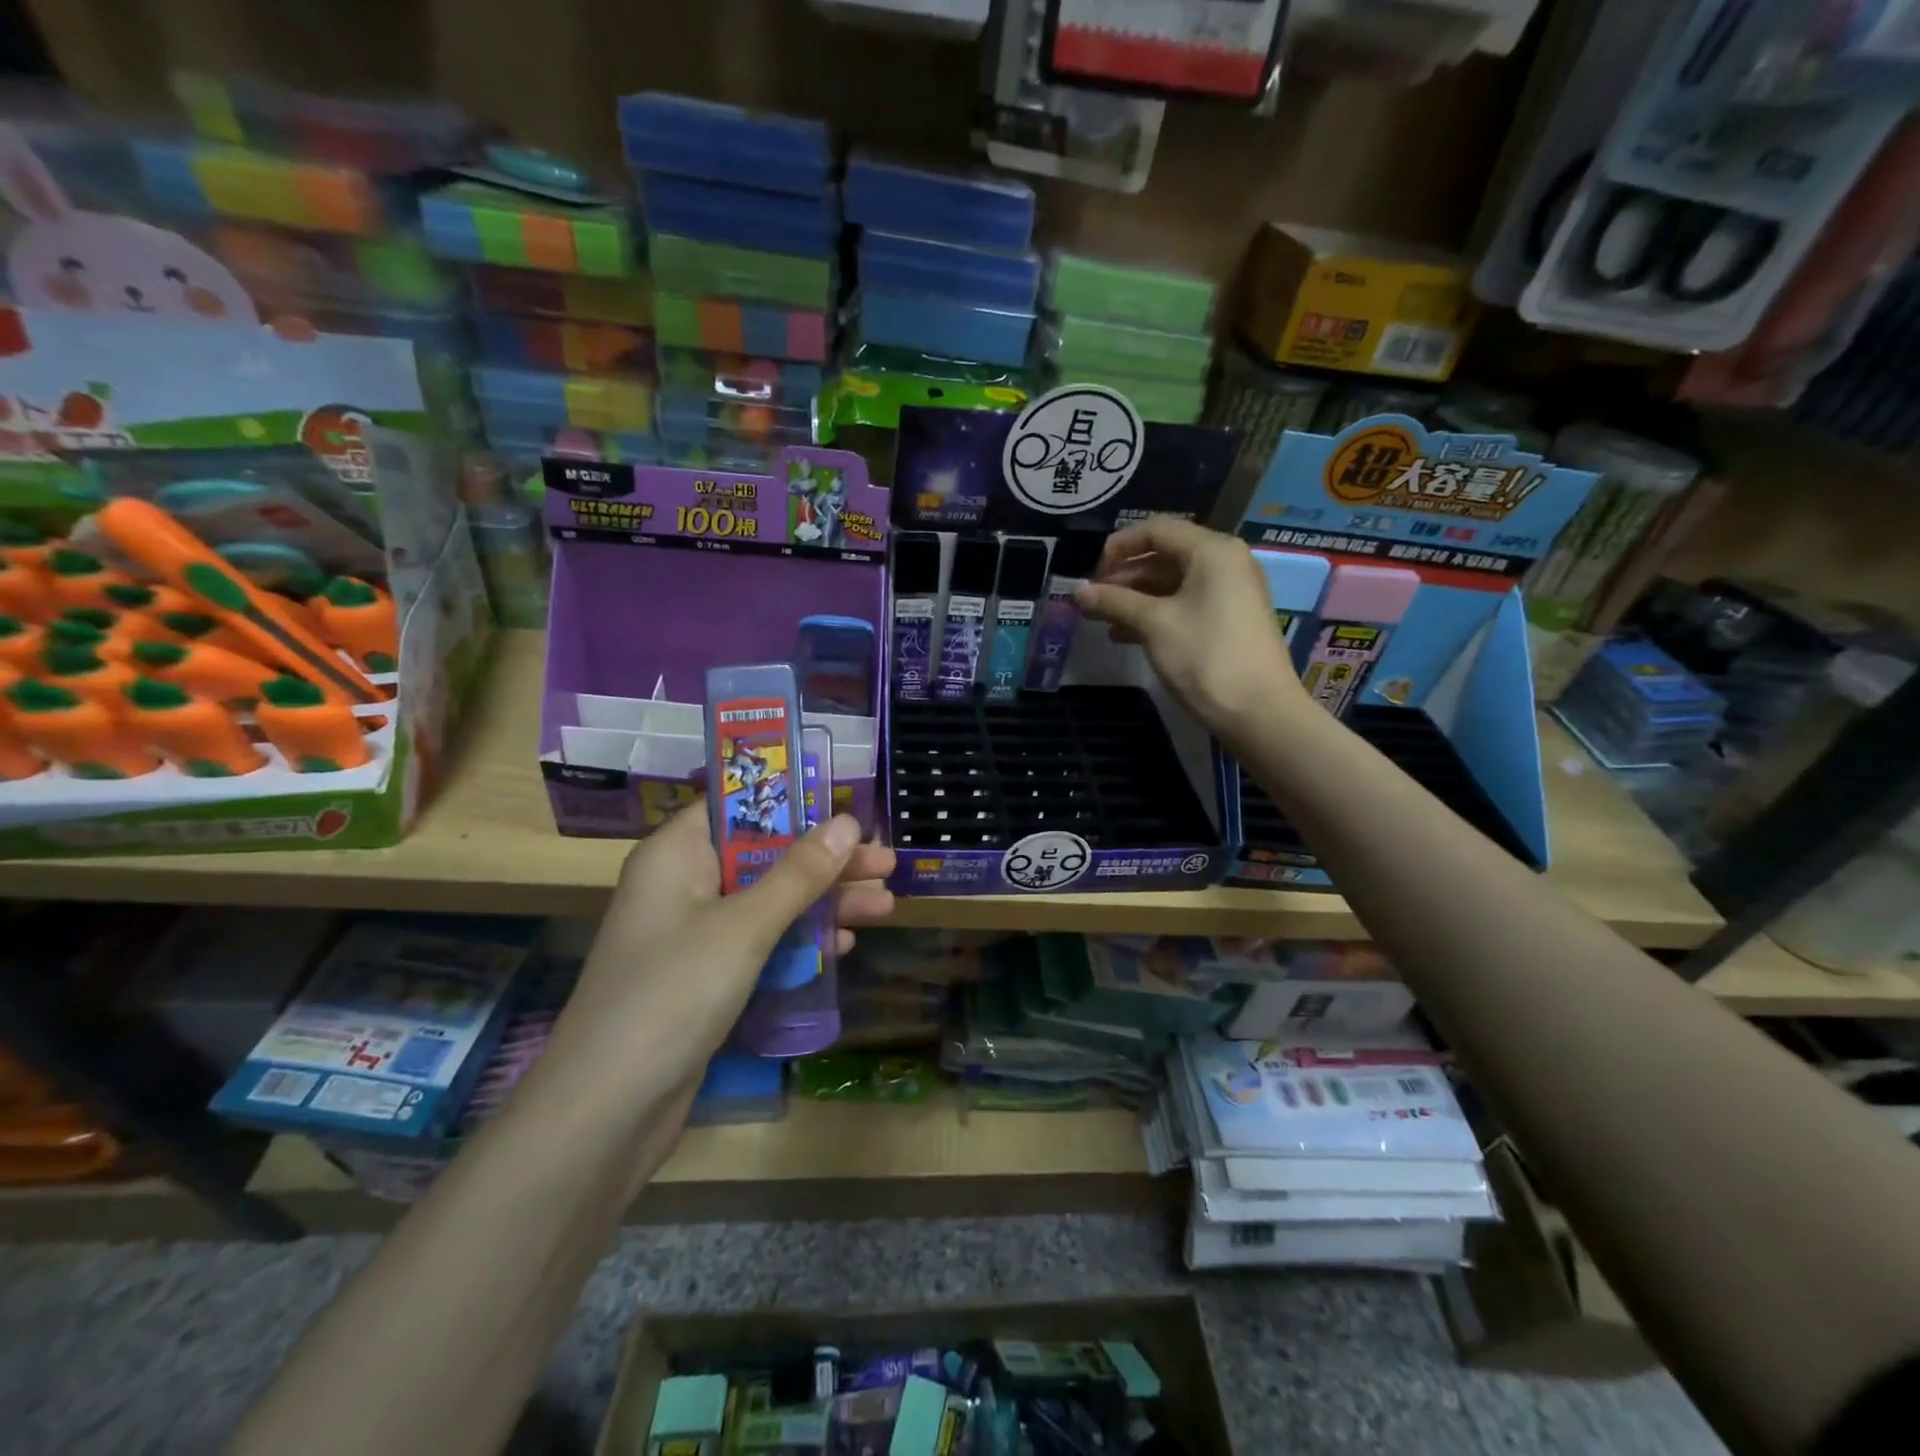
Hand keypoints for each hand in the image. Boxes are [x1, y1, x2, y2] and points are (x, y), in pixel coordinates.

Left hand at [548, 805, 895, 1089]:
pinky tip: (842, 945)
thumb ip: (799, 874)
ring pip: (768, 902)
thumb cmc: (673, 993)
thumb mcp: (744, 926)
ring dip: (823, 903)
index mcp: (676, 855)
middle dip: (825, 862)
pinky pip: (760, 944)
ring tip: (885, 904)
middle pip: (764, 856)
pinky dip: (799, 941)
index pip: (739, 807)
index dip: (795, 805)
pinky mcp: (705, 977)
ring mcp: (693, 935)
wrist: (607, 1110)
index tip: (847, 812)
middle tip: (885, 864)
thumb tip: (848, 823)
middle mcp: (683, 886)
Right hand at [1075, 515, 1307, 739]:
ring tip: (1101, 619)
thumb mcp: (1154, 625)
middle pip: (1164, 555)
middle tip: (1091, 600)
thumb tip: (1078, 592)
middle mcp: (1225, 563)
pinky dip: (1155, 614)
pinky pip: (1185, 604)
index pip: (1156, 530)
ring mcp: (1230, 592)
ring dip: (1134, 598)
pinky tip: (1124, 635)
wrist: (1258, 712)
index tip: (1090, 573)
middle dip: (1124, 576)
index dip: (1118, 546)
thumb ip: (1115, 601)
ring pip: (1172, 583)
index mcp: (1212, 551)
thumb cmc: (1205, 657)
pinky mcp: (1229, 620)